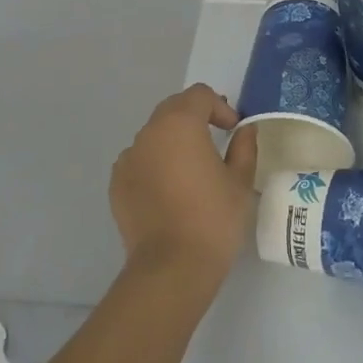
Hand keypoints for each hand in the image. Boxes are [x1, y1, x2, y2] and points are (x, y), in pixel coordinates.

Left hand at [109, 85, 257, 284]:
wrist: (172, 267)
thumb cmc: (213, 218)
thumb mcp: (240, 181)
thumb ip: (244, 147)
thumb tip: (244, 131)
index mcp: (180, 124)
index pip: (199, 95)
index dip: (220, 107)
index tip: (233, 129)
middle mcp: (148, 134)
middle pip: (173, 109)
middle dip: (195, 118)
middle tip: (216, 139)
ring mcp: (128, 159)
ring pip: (154, 136)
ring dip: (173, 141)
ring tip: (191, 168)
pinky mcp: (117, 184)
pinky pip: (140, 161)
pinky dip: (155, 164)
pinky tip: (170, 190)